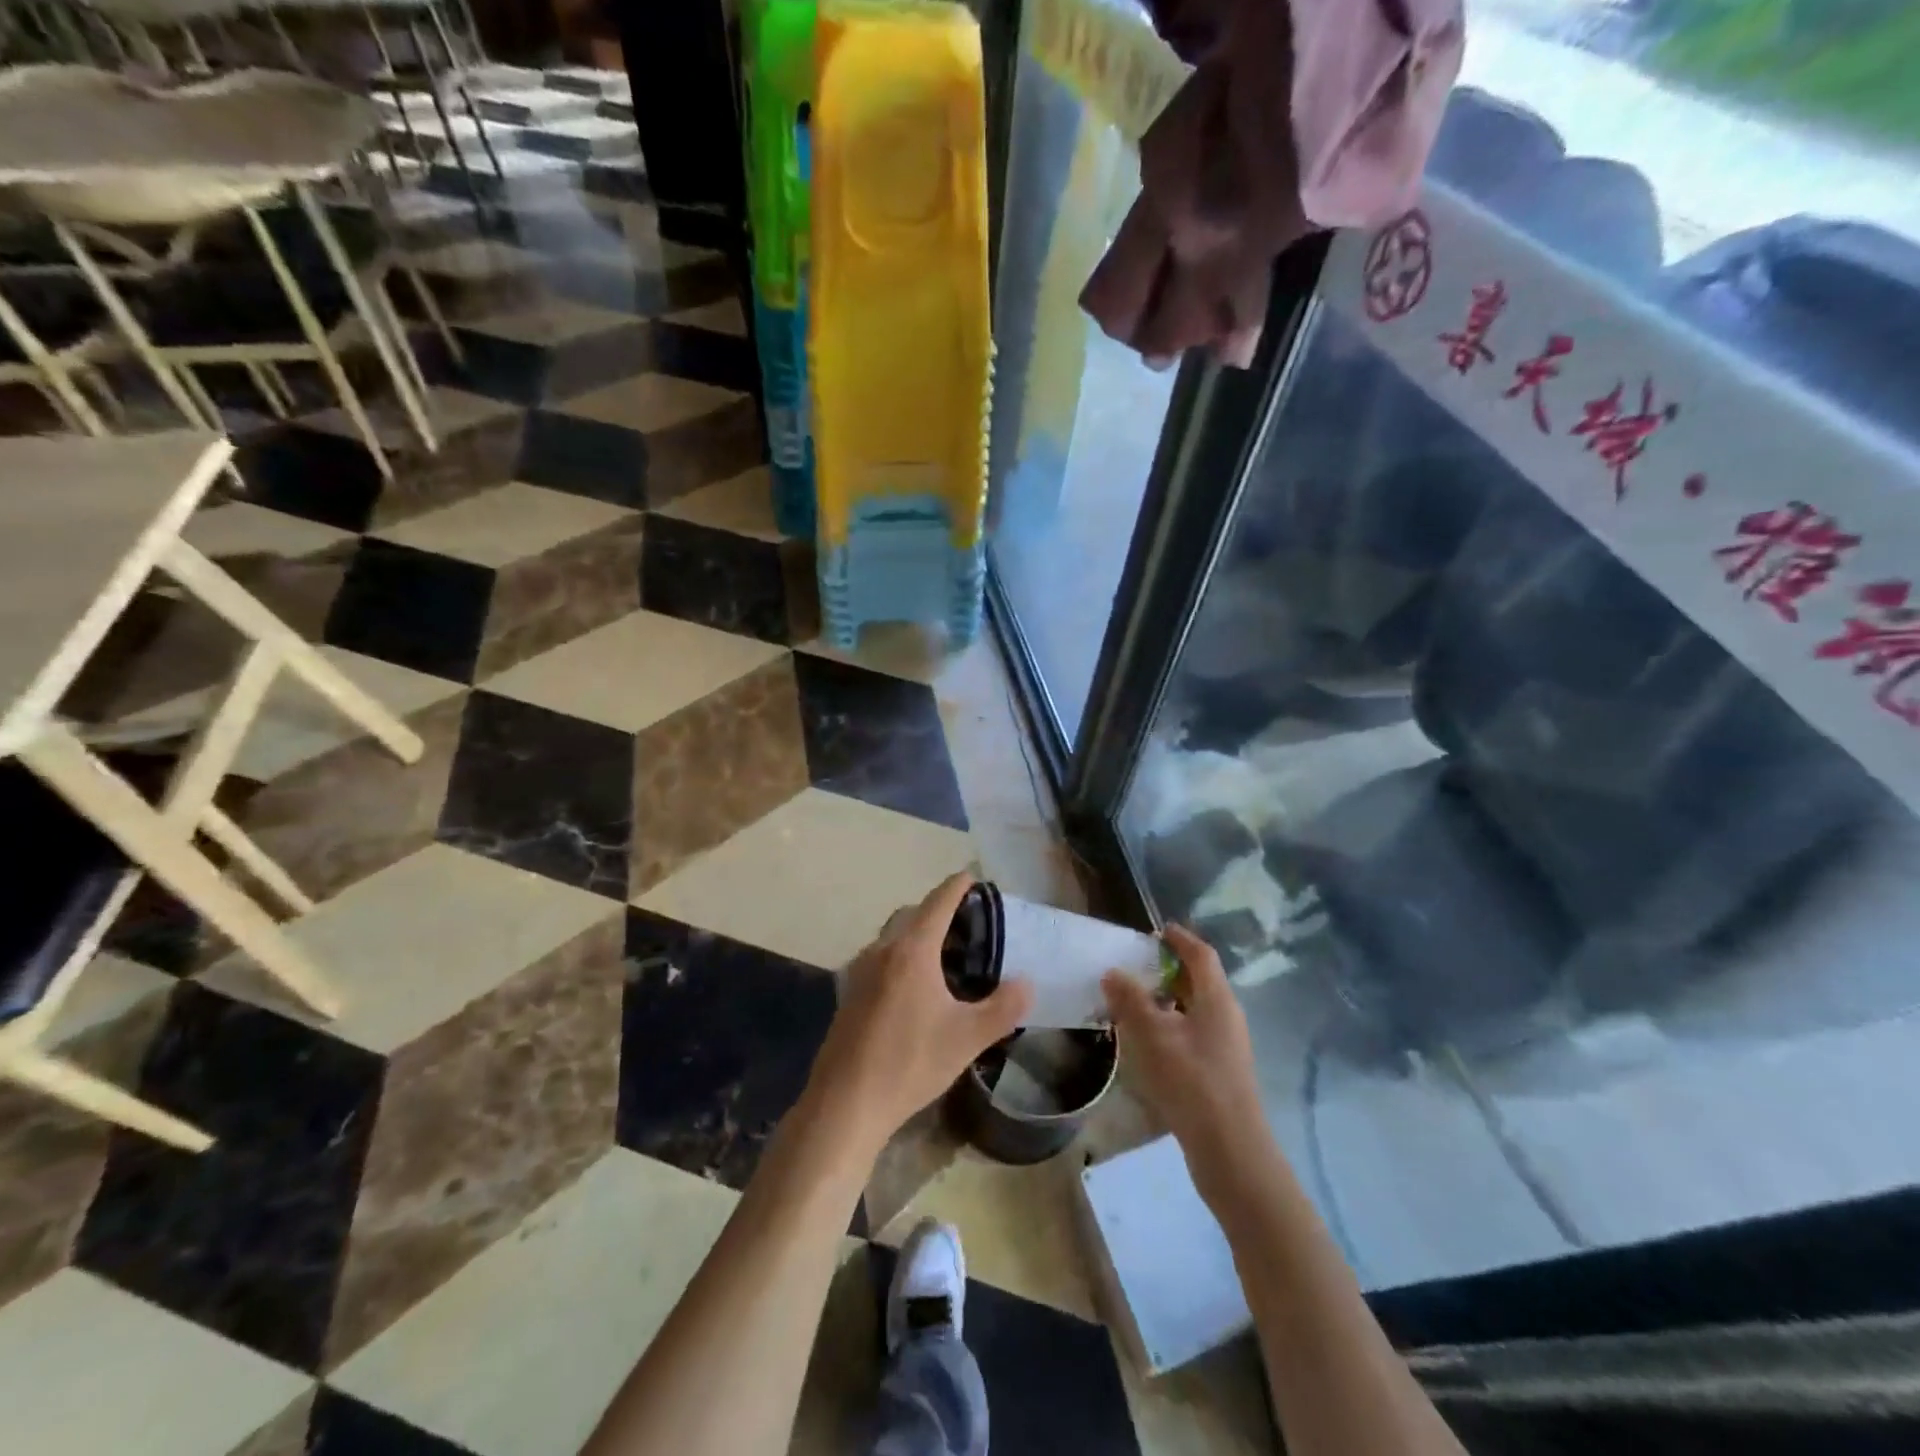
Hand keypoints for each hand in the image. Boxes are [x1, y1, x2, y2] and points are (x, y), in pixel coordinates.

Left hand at [804, 873, 1032, 1162]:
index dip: (958, 886)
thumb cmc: (910, 1063)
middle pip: (912, 914)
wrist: (845, 1102)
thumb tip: (1027, 983)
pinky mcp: (849, 993)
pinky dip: (900, 955)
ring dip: (916, 932)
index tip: (974, 876)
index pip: (938, 902)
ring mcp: (859, 970)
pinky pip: (879, 957)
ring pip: (892, 936)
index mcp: (912, 950)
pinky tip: (914, 987)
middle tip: (967, 922)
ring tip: (944, 954)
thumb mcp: (967, 1038)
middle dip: (938, 909)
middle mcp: (882, 950)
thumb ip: (1003, 1008)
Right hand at [1103, 925, 1268, 1193]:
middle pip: (1200, 980)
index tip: (1156, 930)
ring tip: (1135, 1000)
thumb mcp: (1153, 1035)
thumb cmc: (1192, 1081)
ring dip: (1168, 998)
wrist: (1230, 1150)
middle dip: (1169, 968)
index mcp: (1217, 999)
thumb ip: (1131, 1000)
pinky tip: (1149, 1039)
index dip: (1179, 938)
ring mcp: (1227, 1045)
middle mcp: (1227, 1015)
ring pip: (1196, 1008)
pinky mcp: (1220, 1070)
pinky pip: (1194, 1031)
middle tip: (1136, 964)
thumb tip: (1112, 972)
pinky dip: (1172, 1024)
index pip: (1201, 954)